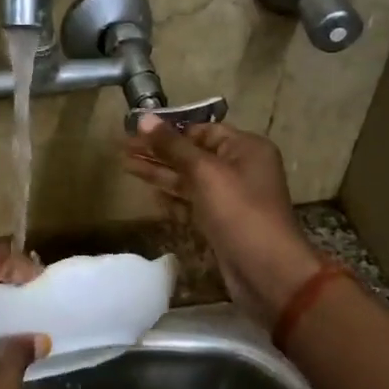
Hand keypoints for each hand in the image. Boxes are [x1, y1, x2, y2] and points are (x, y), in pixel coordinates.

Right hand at [121, 117, 322, 328]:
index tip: (136, 128)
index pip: (201, 130)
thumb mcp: (205, 172)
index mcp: (245, 148)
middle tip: (122, 147)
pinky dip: (172, 198)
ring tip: (125, 165)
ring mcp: (229, 197)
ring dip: (159, 173)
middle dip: (158, 151)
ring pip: (189, 179)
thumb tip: (144, 117)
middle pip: (192, 154)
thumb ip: (173, 146)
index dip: (169, 130)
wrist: (266, 271)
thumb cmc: (239, 212)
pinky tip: (148, 194)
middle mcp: (239, 168)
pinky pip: (192, 202)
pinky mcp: (219, 222)